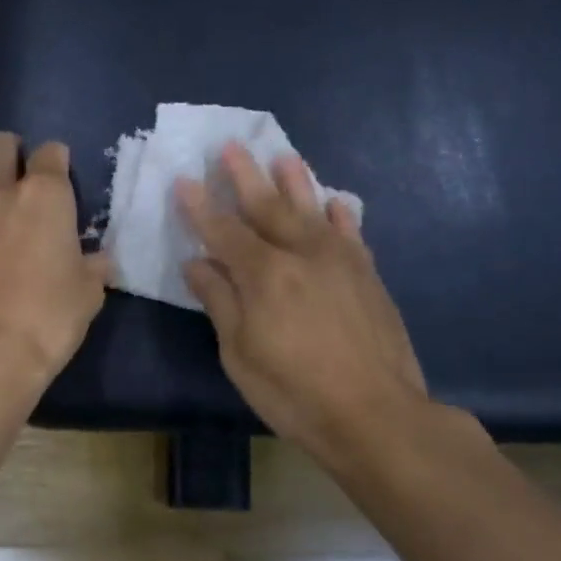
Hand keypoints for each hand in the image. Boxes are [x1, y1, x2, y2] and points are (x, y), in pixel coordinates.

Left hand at [0, 132, 108, 391]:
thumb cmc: (47, 318)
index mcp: (42, 196)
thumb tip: (94, 261)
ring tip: (0, 234)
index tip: (62, 178)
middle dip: (12, 156)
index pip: (50, 153)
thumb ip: (92, 267)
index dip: (57, 161)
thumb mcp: (88, 294)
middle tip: (23, 182)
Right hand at [176, 144, 434, 457]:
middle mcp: (303, 254)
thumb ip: (220, 302)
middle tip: (230, 146)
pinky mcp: (368, 276)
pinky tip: (335, 202)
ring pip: (313, 210)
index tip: (184, 181)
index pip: (223, 231)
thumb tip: (197, 263)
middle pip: (268, 207)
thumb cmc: (294, 391)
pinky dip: (340, 215)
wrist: (375, 414)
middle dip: (245, 176)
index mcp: (264, 274)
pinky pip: (351, 233)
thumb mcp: (241, 354)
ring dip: (295, 182)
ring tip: (284, 156)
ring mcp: (341, 261)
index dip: (201, 207)